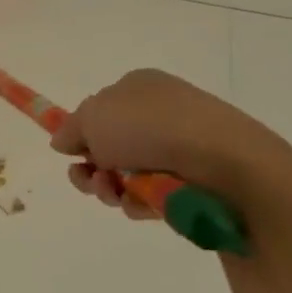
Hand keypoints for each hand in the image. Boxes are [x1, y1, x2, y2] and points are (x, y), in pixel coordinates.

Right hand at [48, 69, 280, 218]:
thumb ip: (70, 129)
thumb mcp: (93, 117)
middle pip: (109, 146)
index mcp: (138, 86)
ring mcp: (180, 146)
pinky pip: (153, 194)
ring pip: (126, 174)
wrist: (226, 164)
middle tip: (89, 180)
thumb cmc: (151, 129)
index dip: (81, 133)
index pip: (98, 109)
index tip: (72, 152)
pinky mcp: (195, 179)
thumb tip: (65, 142)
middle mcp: (160, 112)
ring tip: (116, 196)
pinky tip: (143, 205)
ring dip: (110, 189)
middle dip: (91, 169)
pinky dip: (140, 202)